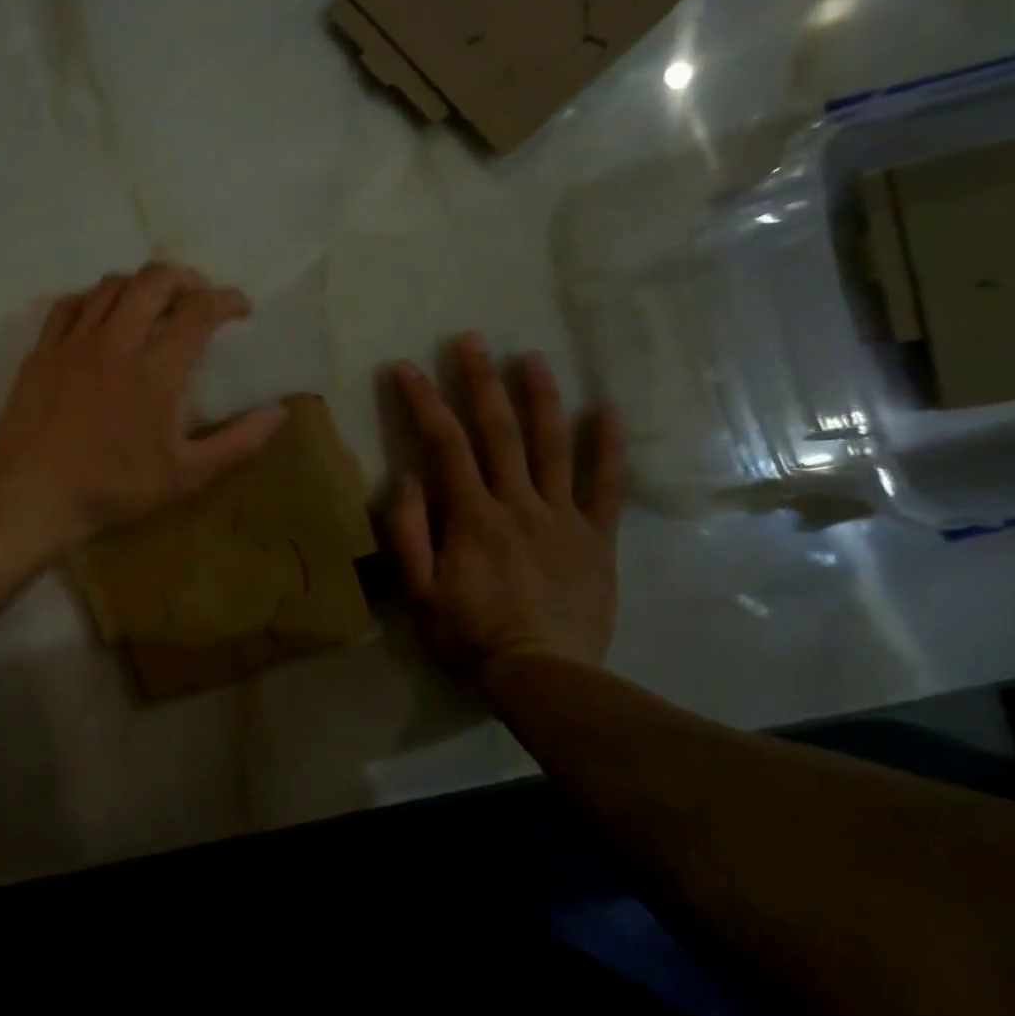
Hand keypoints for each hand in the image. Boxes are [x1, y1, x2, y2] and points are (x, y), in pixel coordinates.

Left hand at [0, 263, 288, 552]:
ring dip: (140, 284)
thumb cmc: (113, 488)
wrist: (32, 496)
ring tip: (153, 303)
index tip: (240, 308)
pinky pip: (69, 304)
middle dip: (185, 277)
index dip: (227, 299)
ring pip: (111, 285)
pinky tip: (100, 315)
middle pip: (154, 280)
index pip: (199, 310)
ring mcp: (74, 343)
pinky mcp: (42, 351)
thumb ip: (238, 442)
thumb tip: (279, 412)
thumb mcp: (186, 476)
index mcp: (156, 371)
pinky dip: (93, 299)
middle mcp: (115, 342)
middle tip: (197, 296)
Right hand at [386, 334, 623, 675]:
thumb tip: (406, 478)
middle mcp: (518, 503)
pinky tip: (606, 410)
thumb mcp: (418, 594)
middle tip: (471, 339)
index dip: (424, 402)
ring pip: (553, 445)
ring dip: (541, 397)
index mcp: (472, 516)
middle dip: (480, 380)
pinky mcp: (597, 538)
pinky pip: (605, 487)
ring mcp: (563, 517)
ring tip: (532, 357)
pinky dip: (608, 447)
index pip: (445, 445)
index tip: (407, 368)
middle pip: (499, 431)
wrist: (543, 676)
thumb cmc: (471, 636)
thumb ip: (408, 534)